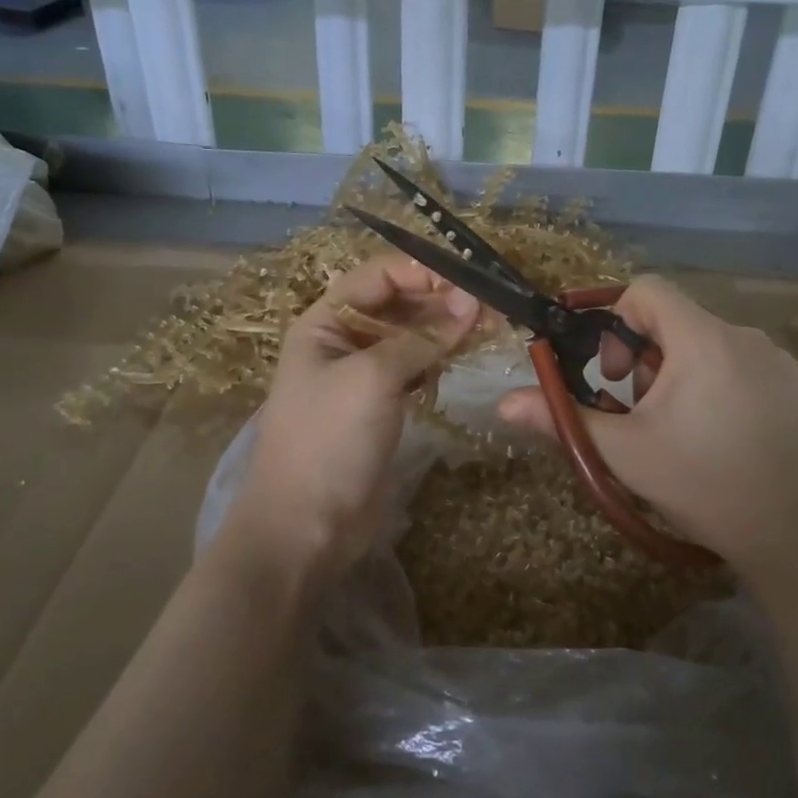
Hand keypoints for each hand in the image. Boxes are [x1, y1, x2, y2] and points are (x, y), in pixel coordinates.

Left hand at [223, 252, 478, 582]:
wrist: (307, 524)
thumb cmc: (330, 438)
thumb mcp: (373, 377)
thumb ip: (422, 338)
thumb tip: (471, 303)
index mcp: (325, 322)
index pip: (378, 276)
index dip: (422, 273)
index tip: (470, 282)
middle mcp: (343, 341)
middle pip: (397, 305)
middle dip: (440, 302)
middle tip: (490, 311)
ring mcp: (363, 376)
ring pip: (410, 338)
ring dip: (445, 331)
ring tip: (487, 331)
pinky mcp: (382, 407)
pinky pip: (415, 370)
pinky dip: (439, 361)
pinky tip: (463, 359)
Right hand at [496, 275, 797, 578]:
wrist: (794, 537)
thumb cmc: (700, 486)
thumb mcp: (624, 454)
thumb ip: (563, 419)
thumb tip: (504, 404)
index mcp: (702, 342)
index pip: (649, 289)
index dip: (618, 318)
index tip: (613, 371)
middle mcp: (747, 338)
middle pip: (678, 322)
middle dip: (647, 358)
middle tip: (643, 411)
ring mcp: (783, 362)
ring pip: (713, 345)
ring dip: (685, 374)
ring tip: (685, 430)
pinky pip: (749, 367)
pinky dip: (725, 386)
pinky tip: (729, 437)